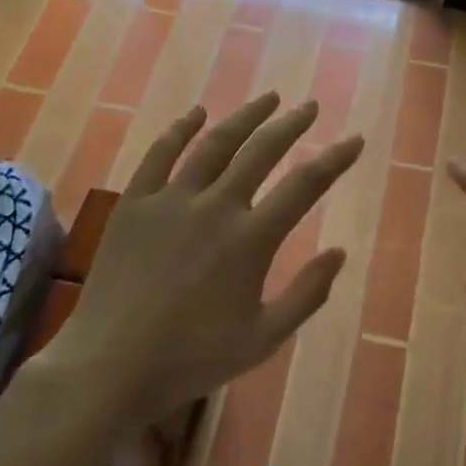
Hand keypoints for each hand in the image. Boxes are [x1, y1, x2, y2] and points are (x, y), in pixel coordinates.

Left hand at [42, 92, 363, 424]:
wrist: (110, 367)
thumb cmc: (192, 359)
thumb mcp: (264, 339)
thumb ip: (307, 294)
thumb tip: (339, 253)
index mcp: (251, 239)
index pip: (305, 185)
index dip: (335, 158)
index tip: (355, 139)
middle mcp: (215, 206)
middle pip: (262, 151)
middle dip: (291, 125)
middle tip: (309, 107)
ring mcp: (171, 200)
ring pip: (215, 144)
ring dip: (245, 117)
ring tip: (268, 98)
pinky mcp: (134, 203)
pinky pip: (160, 154)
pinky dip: (180, 129)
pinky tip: (196, 114)